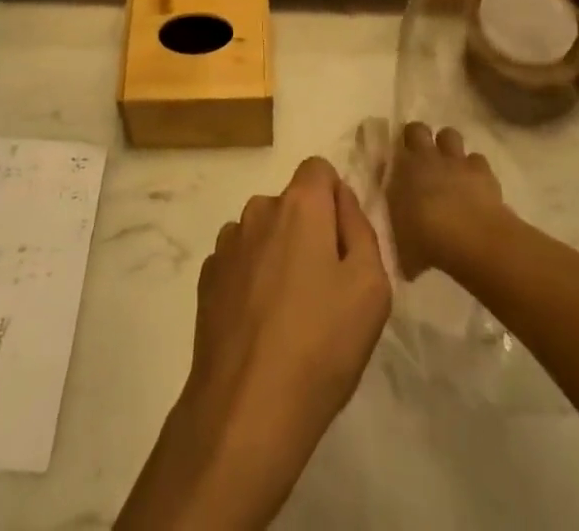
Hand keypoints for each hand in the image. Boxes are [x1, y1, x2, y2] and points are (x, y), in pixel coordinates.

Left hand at [118, 158, 389, 530]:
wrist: (246, 410)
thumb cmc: (321, 345)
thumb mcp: (371, 287)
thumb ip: (361, 229)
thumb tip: (341, 201)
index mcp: (299, 205)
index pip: (319, 169)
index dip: (336, 200)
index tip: (344, 245)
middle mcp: (258, 210)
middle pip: (292, 203)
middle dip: (310, 231)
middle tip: (326, 289)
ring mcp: (226, 244)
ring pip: (264, 233)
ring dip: (279, 255)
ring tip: (292, 315)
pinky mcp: (207, 278)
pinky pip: (240, 262)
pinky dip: (253, 280)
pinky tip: (262, 327)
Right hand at [387, 122, 505, 279]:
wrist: (469, 238)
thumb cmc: (425, 241)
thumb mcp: (400, 242)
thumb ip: (396, 232)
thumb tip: (397, 240)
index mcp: (400, 170)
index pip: (389, 147)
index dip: (393, 152)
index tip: (395, 163)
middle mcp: (424, 157)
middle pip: (417, 129)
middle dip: (418, 137)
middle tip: (421, 157)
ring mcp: (454, 160)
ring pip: (449, 134)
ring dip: (448, 147)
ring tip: (449, 166)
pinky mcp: (481, 169)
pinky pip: (476, 159)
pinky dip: (475, 168)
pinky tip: (475, 184)